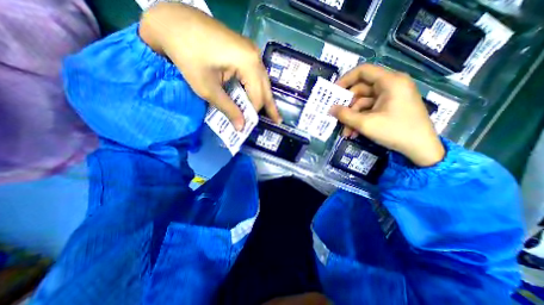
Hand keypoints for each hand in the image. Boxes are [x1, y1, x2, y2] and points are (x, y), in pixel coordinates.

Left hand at [138, 2, 279, 129]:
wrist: (173, 22)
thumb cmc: (188, 56)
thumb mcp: (207, 88)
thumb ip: (228, 109)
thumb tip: (241, 127)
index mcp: (249, 63)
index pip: (257, 96)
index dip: (252, 113)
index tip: (246, 125)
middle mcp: (256, 57)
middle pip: (265, 89)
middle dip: (269, 107)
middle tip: (277, 122)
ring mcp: (252, 51)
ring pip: (263, 82)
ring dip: (265, 98)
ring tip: (272, 113)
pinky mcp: (246, 51)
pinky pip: (256, 74)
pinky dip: (257, 88)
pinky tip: (259, 96)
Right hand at [329, 64, 443, 167]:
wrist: (421, 149)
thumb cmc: (395, 131)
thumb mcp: (365, 124)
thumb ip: (345, 115)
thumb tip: (330, 109)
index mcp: (390, 82)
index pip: (363, 71)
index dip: (345, 79)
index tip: (333, 92)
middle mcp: (391, 85)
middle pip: (361, 89)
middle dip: (348, 106)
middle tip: (337, 117)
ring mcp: (391, 97)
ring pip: (363, 102)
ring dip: (352, 117)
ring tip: (346, 132)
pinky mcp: (390, 107)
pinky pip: (370, 109)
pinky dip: (360, 119)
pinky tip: (354, 132)